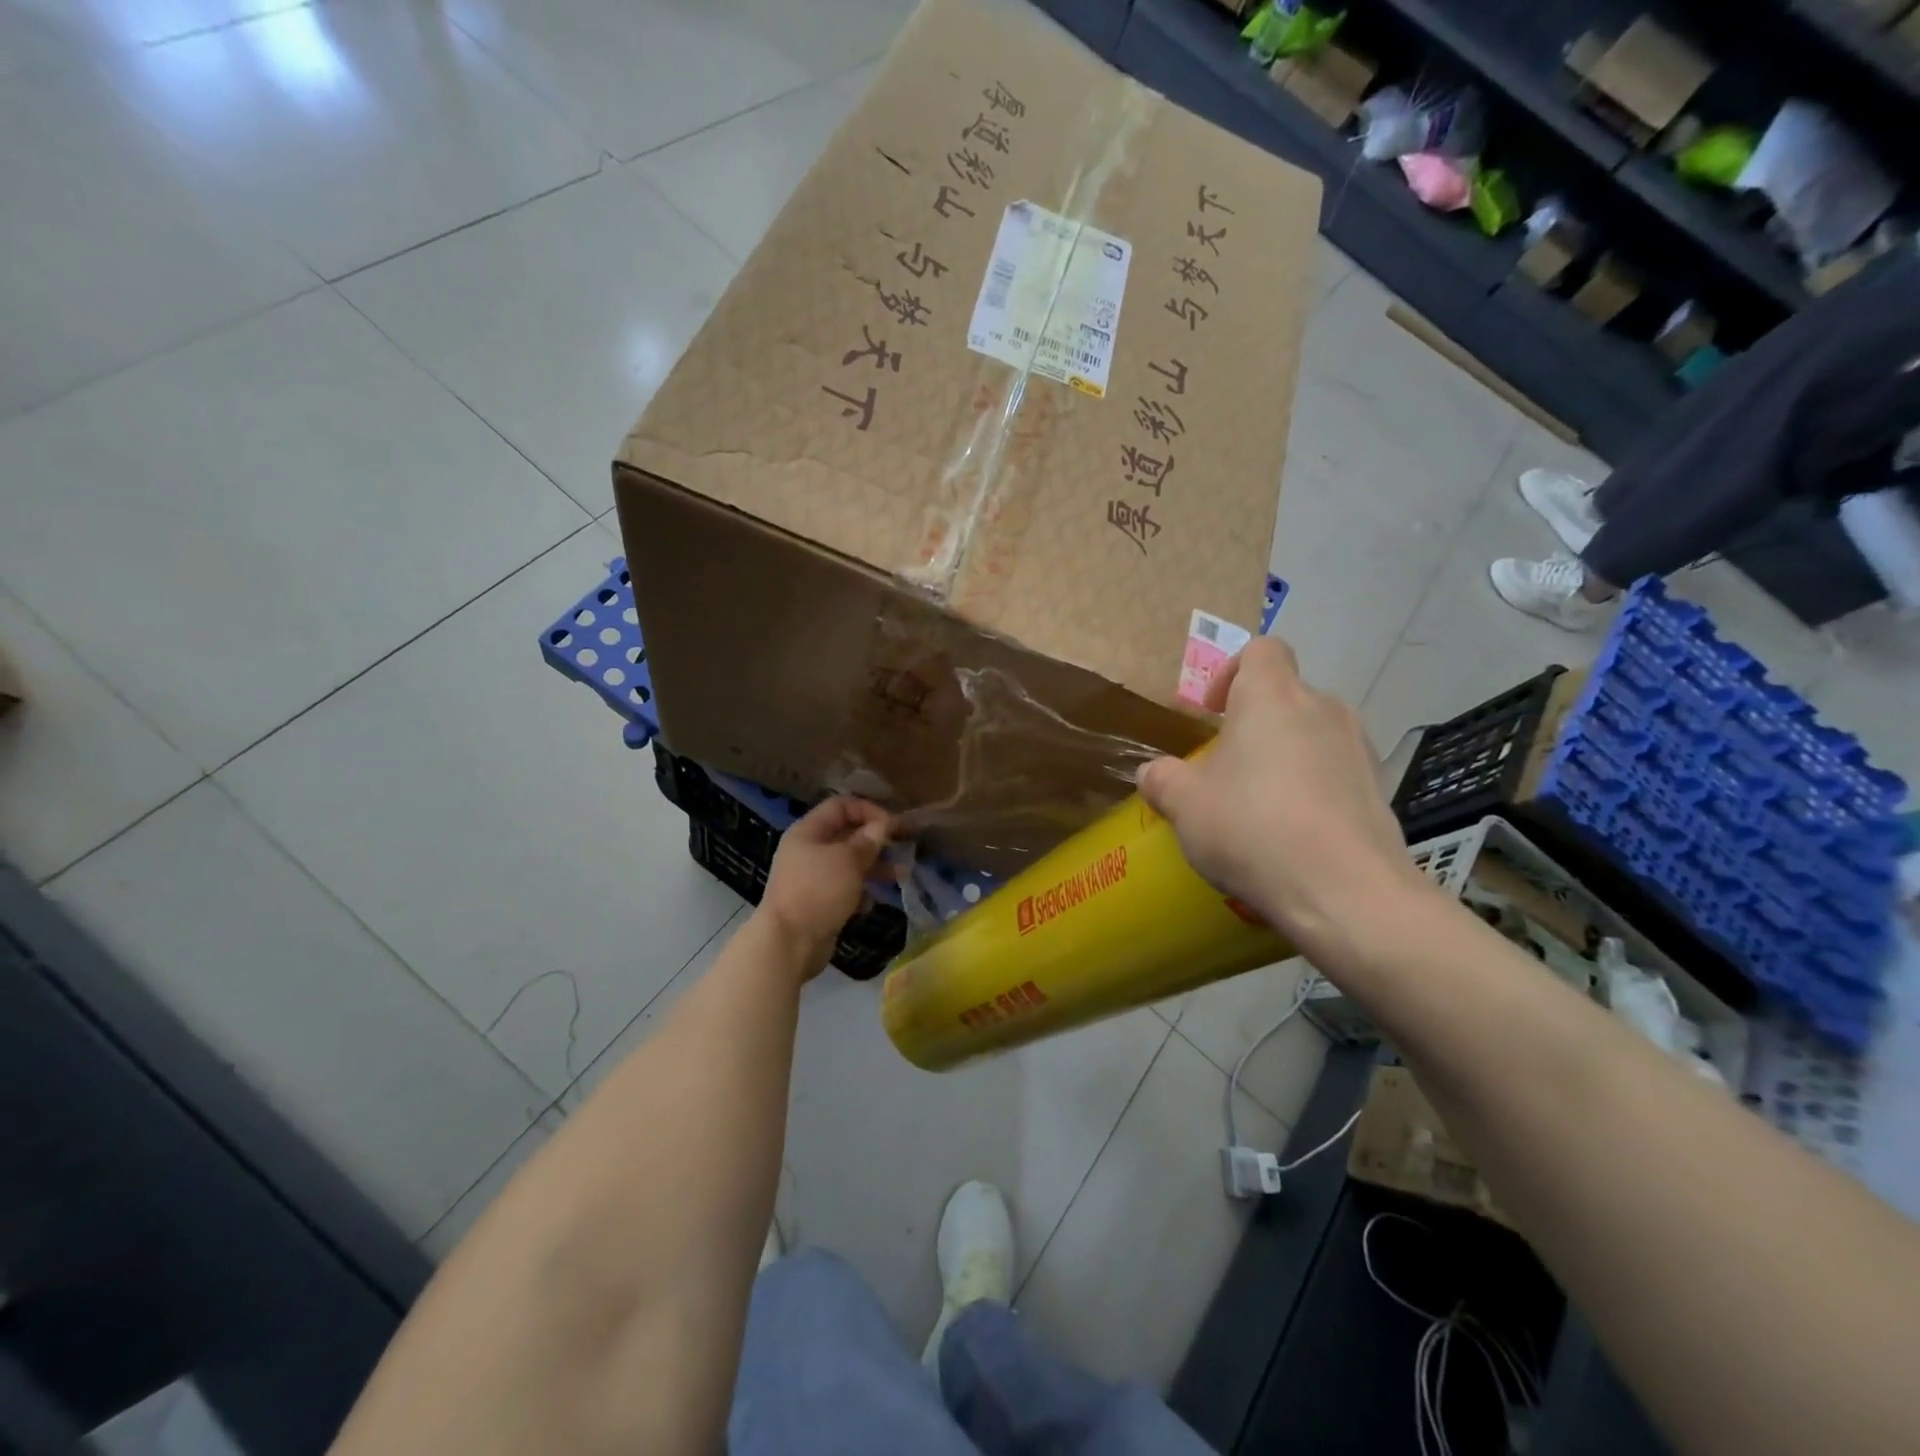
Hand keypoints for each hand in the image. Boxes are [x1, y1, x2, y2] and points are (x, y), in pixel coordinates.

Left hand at [758, 797, 894, 976]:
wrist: (788, 943)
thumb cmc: (818, 891)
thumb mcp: (847, 860)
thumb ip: (867, 841)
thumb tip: (882, 826)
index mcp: (808, 832)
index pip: (841, 806)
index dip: (868, 810)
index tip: (892, 826)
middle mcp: (808, 851)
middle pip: (847, 835)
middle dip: (876, 841)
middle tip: (903, 850)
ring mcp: (812, 878)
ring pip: (849, 864)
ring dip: (875, 867)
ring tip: (901, 875)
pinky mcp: (819, 903)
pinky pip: (845, 889)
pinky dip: (860, 893)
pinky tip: (869, 903)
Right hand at [1137, 637, 1425, 962]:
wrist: (1344, 890)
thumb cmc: (1251, 827)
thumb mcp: (1184, 805)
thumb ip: (1162, 779)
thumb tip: (1153, 773)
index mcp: (1271, 696)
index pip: (1262, 650)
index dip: (1232, 671)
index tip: (1213, 712)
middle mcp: (1321, 708)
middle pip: (1286, 695)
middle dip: (1255, 723)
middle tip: (1228, 768)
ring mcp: (1358, 747)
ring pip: (1313, 733)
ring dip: (1286, 755)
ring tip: (1262, 804)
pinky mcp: (1379, 787)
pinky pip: (1337, 771)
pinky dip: (1314, 787)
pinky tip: (1296, 832)